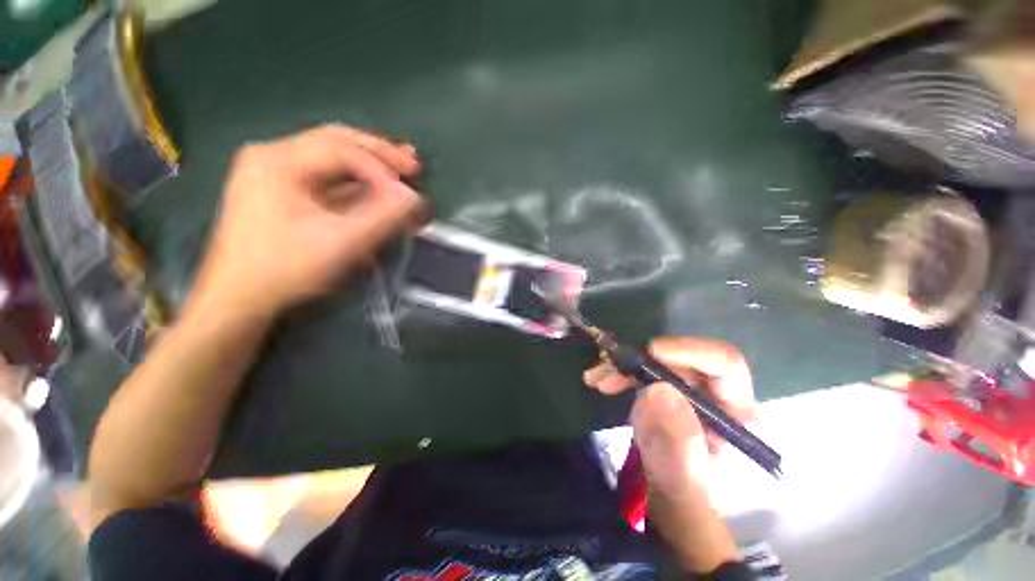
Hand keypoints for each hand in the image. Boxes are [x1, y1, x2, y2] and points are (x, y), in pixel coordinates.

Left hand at [187, 125, 423, 319]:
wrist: (229, 304)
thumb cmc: (277, 273)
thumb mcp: (333, 246)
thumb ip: (379, 220)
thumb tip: (414, 199)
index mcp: (277, 158)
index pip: (341, 149)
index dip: (381, 167)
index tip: (409, 189)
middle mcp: (268, 152)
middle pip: (331, 141)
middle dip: (374, 154)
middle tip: (411, 164)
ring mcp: (261, 168)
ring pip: (320, 156)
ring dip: (357, 164)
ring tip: (394, 170)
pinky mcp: (260, 186)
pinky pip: (307, 172)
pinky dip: (335, 179)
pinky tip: (359, 186)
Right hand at [584, 337, 755, 494]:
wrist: (675, 514)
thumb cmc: (687, 500)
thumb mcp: (685, 476)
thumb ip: (677, 439)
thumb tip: (656, 389)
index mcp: (738, 411)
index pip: (725, 365)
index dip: (690, 352)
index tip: (650, 354)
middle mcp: (723, 396)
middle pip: (693, 361)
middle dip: (650, 359)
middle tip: (608, 368)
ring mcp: (699, 397)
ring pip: (670, 365)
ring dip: (632, 366)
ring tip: (597, 378)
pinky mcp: (678, 400)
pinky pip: (654, 377)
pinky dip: (628, 377)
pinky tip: (605, 384)